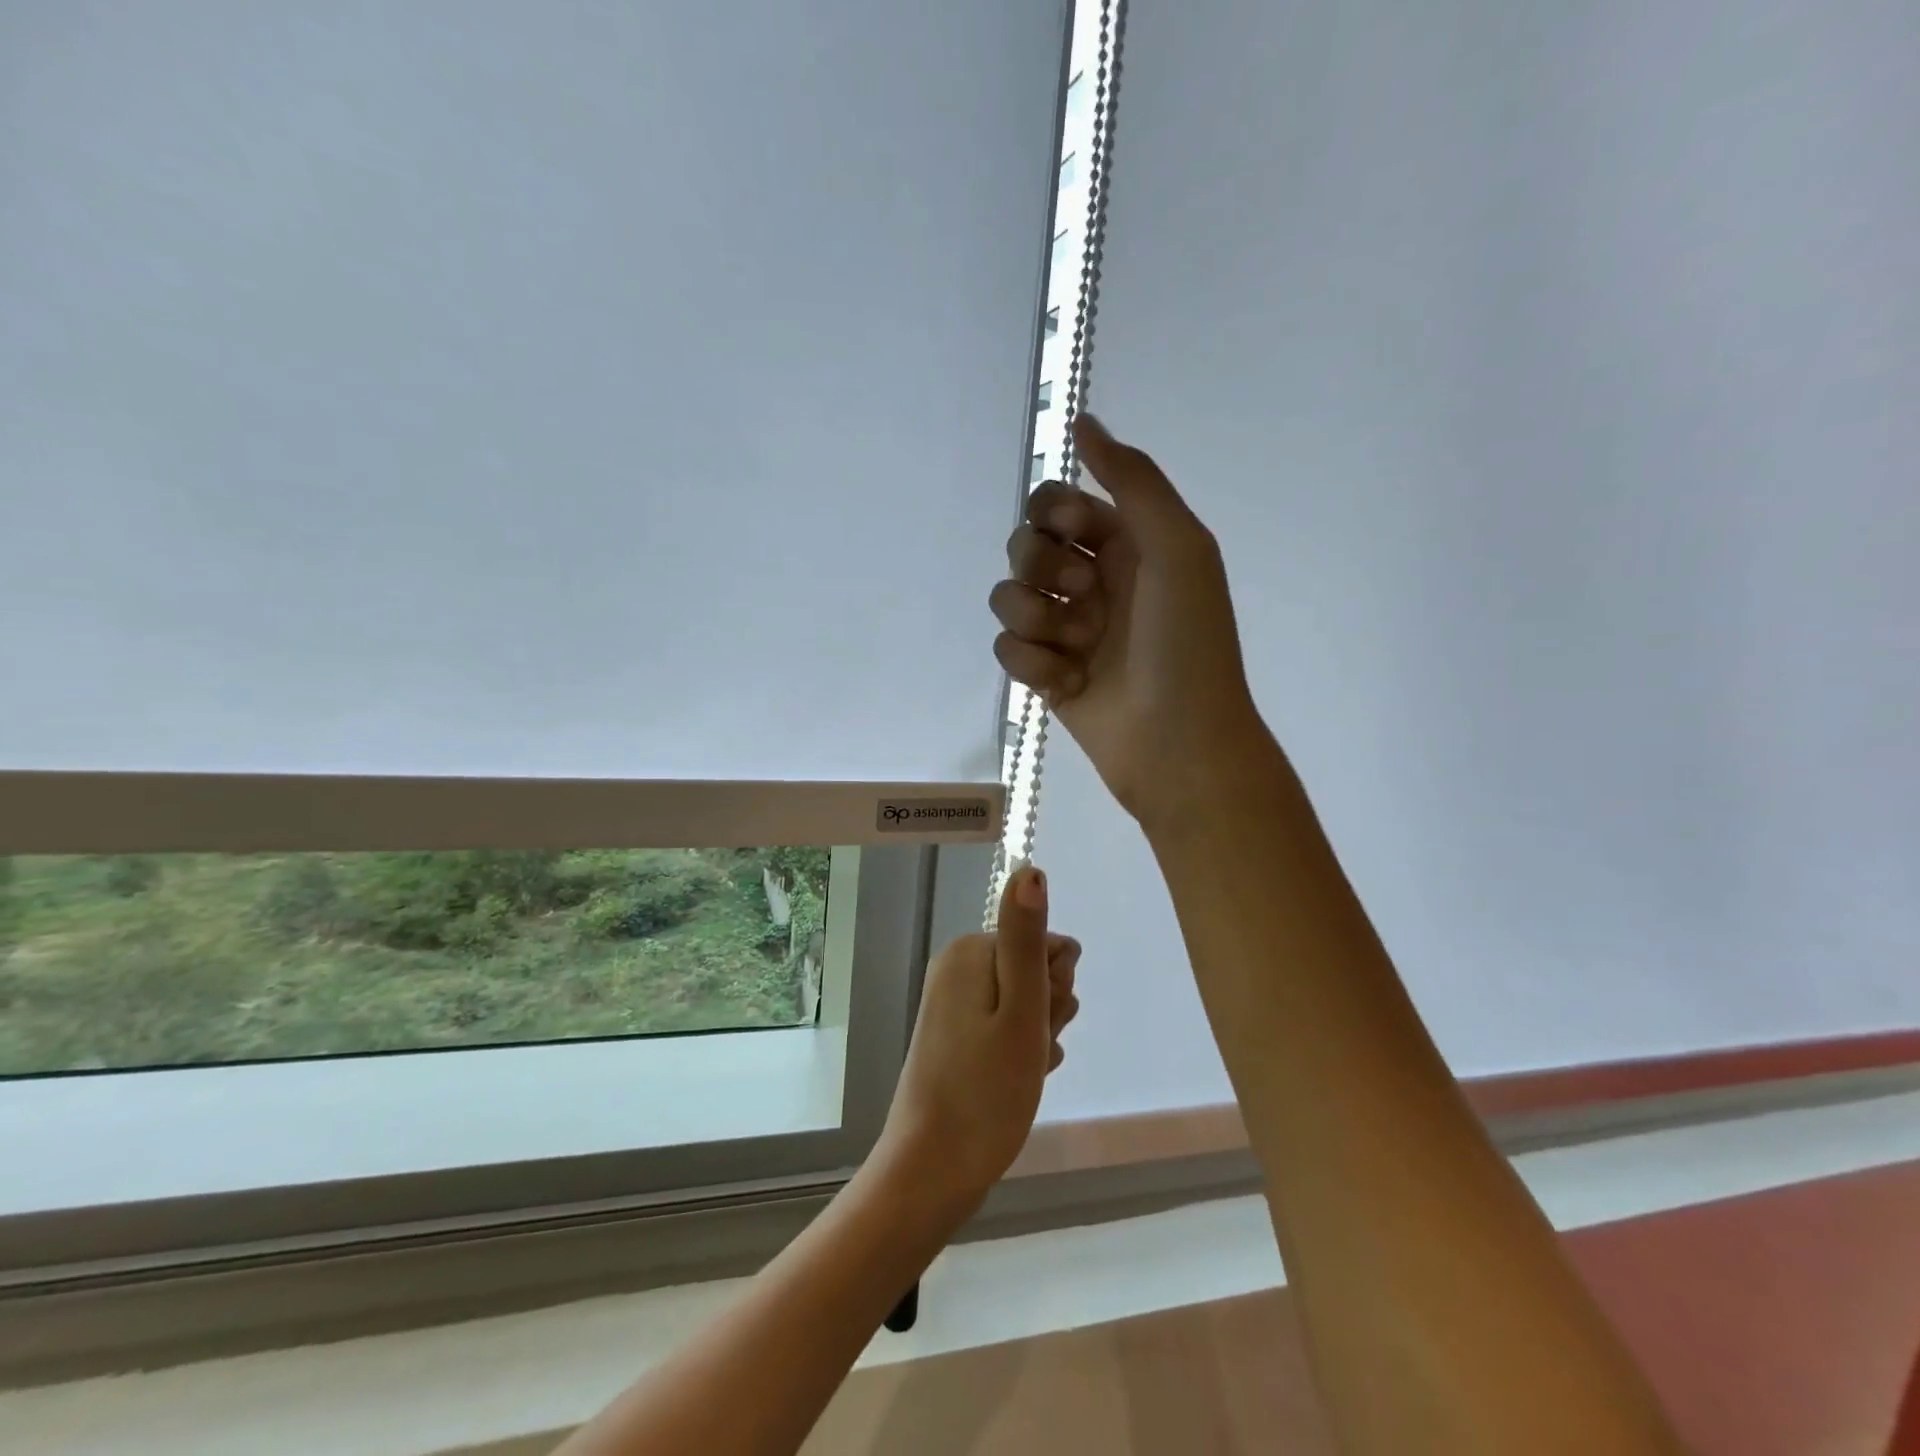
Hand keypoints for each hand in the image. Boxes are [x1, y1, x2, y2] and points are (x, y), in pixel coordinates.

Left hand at [875, 865, 1079, 1215]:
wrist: (932, 1170)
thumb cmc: (986, 1091)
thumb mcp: (1021, 1012)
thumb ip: (1026, 938)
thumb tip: (1031, 869)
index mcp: (970, 951)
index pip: (1047, 942)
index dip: (1057, 986)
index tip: (1042, 1022)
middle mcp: (957, 967)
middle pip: (1035, 970)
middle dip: (1048, 1010)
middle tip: (1029, 1050)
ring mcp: (955, 1002)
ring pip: (1026, 1002)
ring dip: (1038, 1034)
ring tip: (1023, 1070)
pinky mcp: (957, 1034)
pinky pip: (1007, 1027)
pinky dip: (1021, 1051)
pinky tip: (1018, 1079)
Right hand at [989, 414, 1267, 826]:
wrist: (1179, 741)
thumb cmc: (1186, 642)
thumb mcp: (1178, 546)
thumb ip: (1133, 478)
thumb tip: (1082, 420)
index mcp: (1126, 544)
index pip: (1056, 502)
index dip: (1053, 513)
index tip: (1074, 534)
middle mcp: (1092, 581)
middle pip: (1023, 545)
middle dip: (1040, 566)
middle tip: (1081, 595)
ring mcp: (1066, 630)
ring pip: (1006, 597)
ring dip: (1034, 618)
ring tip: (1076, 647)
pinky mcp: (1045, 674)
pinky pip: (1006, 649)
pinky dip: (1033, 664)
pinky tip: (1068, 683)